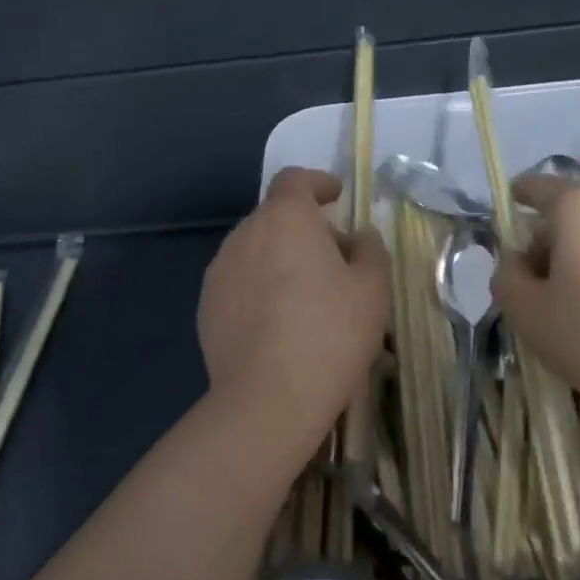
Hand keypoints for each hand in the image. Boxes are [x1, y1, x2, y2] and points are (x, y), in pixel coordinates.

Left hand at [198, 167, 391, 443]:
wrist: (267, 400)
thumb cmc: (330, 334)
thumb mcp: (372, 289)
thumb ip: (370, 250)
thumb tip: (357, 237)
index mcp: (285, 218)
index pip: (295, 180)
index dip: (317, 182)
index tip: (336, 195)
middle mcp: (244, 234)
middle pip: (275, 217)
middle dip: (304, 229)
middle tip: (335, 259)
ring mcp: (219, 272)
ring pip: (255, 251)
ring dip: (280, 259)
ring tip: (306, 296)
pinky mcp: (206, 308)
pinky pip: (240, 283)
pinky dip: (260, 289)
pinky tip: (278, 324)